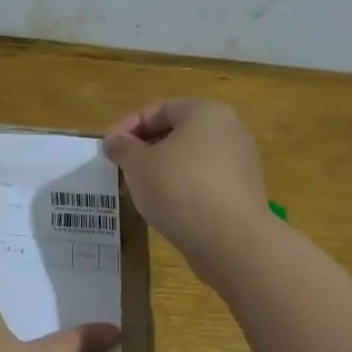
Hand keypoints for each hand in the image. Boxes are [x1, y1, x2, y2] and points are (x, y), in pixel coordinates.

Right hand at [104, 99, 271, 274]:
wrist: (231, 240)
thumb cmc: (179, 189)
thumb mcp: (138, 165)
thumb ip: (122, 148)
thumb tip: (114, 140)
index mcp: (205, 112)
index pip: (159, 110)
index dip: (128, 126)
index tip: (108, 148)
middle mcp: (229, 130)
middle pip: (178, 132)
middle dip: (146, 148)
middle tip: (122, 167)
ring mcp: (240, 162)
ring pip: (191, 158)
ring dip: (164, 169)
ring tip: (141, 189)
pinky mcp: (243, 192)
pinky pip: (205, 181)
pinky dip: (183, 188)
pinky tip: (167, 207)